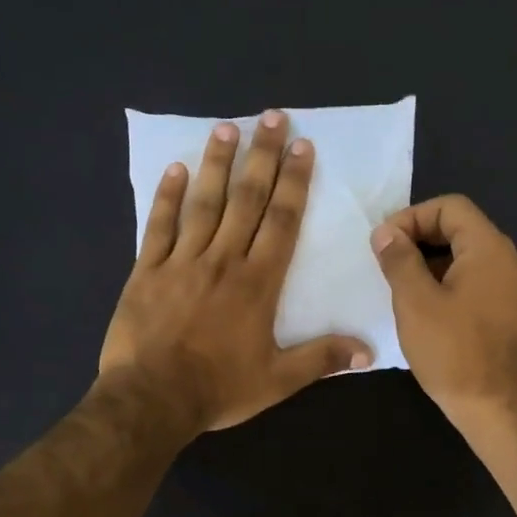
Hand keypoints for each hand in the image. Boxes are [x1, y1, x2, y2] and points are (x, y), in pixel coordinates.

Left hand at [101, 110, 372, 432]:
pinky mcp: (148, 271)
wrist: (151, 399)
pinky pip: (159, 226)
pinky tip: (176, 169)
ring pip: (204, 203)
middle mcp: (223, 260)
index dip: (295, 182)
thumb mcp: (278, 380)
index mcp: (258, 282)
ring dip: (217, 164)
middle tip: (271, 118)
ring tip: (227, 128)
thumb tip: (369, 351)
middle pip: (246, 199)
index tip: (302, 147)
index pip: (282, 221)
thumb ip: (322, 359)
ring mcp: (182, 262)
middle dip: (262, 157)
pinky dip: (167, 197)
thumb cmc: (218, 388)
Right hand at [370, 194, 516, 428]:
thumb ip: (399, 260)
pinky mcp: (512, 314)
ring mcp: (515, 289)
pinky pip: (477, 283)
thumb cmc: (453, 352)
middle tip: (388, 264)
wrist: (498, 408)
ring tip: (401, 288)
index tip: (384, 244)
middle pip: (462, 229)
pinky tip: (426, 310)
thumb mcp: (415, 302)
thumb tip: (386, 233)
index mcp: (490, 249)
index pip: (451, 207)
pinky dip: (449, 284)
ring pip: (468, 258)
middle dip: (420, 240)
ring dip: (432, 264)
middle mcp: (510, 261)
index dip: (412, 217)